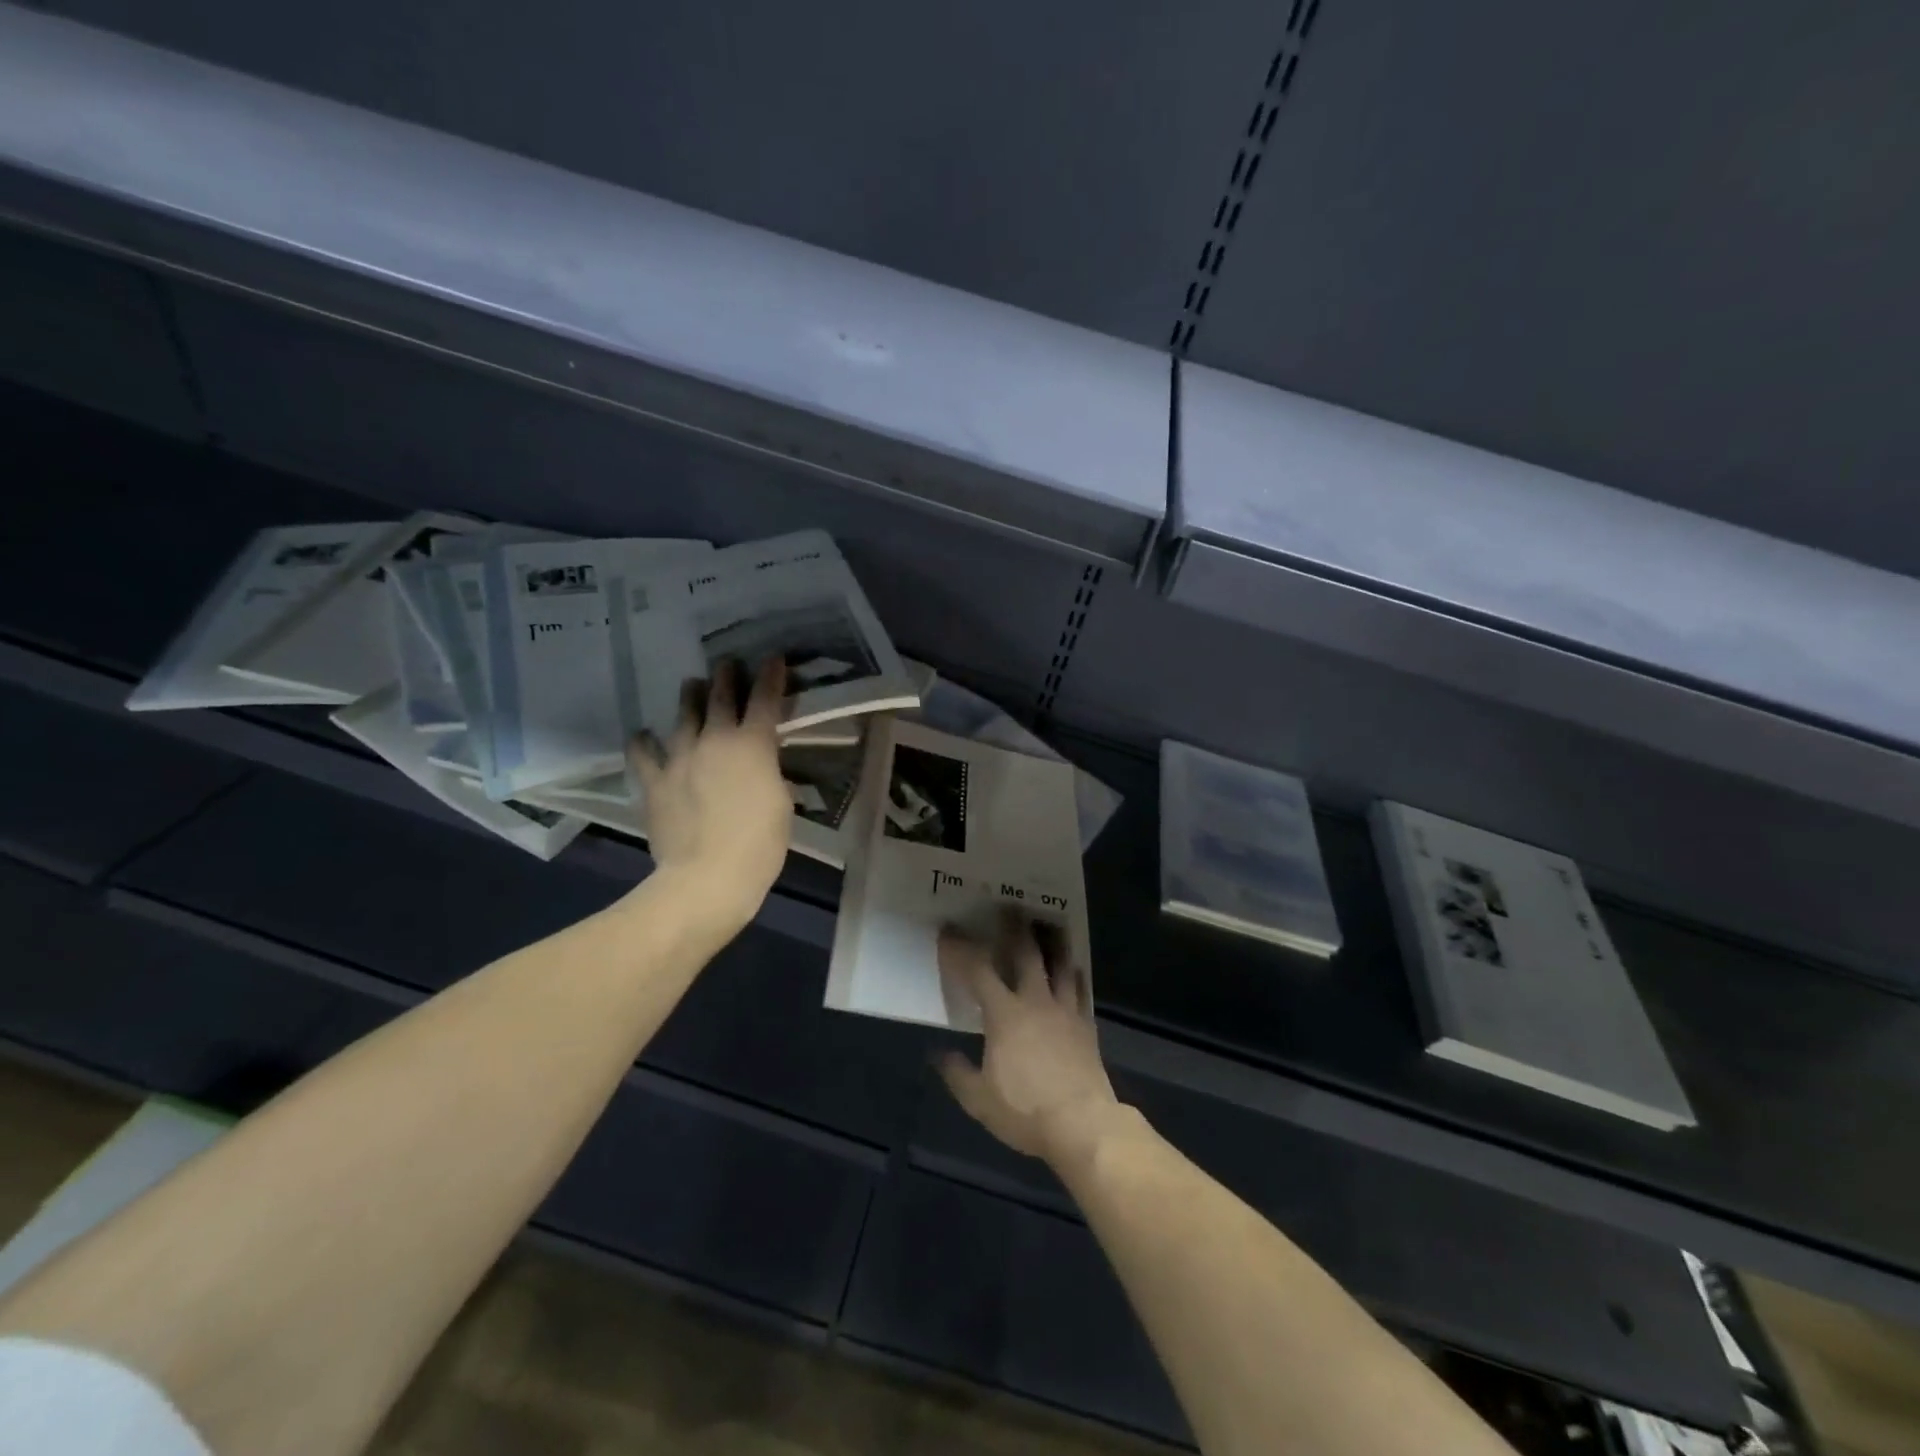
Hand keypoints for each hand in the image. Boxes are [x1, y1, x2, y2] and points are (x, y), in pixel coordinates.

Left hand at [629, 657, 791, 934]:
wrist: (708, 878)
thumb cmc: (760, 844)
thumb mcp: (782, 804)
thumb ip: (771, 775)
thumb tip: (764, 768)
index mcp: (753, 745)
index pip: (766, 700)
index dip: (771, 676)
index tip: (773, 658)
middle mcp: (715, 741)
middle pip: (721, 698)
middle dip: (727, 677)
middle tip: (727, 663)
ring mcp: (680, 759)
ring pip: (684, 716)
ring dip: (690, 698)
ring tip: (691, 685)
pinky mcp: (654, 783)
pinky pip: (644, 755)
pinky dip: (644, 743)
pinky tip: (642, 735)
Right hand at [937, 914, 1122, 1164]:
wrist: (1081, 1124)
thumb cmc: (1025, 1110)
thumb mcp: (979, 1099)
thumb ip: (957, 1074)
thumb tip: (939, 1054)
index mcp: (1004, 1014)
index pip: (978, 971)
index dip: (961, 949)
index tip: (949, 931)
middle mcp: (1035, 1001)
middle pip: (1025, 954)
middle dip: (1015, 928)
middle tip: (1010, 907)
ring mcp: (1064, 1010)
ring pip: (1059, 964)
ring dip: (1053, 942)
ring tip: (1051, 924)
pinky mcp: (1086, 1025)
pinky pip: (1080, 990)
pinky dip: (1075, 974)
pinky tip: (1074, 968)